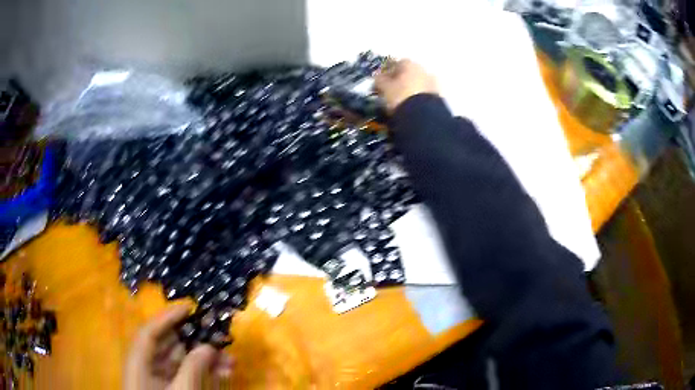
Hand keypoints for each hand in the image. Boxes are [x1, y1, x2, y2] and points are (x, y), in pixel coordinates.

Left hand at [124, 305, 233, 389]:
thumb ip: (193, 369)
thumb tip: (208, 346)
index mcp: (138, 361)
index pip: (150, 331)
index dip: (168, 317)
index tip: (189, 307)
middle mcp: (145, 365)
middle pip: (168, 344)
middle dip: (195, 340)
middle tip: (218, 335)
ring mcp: (157, 377)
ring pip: (180, 360)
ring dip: (204, 358)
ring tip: (230, 360)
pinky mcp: (168, 387)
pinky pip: (185, 374)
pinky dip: (202, 372)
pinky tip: (223, 373)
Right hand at [375, 59, 438, 112]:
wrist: (423, 116)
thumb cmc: (400, 96)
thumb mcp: (385, 88)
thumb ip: (380, 81)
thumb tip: (378, 78)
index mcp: (410, 64)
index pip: (396, 63)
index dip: (388, 72)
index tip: (381, 81)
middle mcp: (424, 70)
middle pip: (409, 73)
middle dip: (401, 80)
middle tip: (391, 91)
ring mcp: (434, 83)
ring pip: (418, 84)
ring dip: (411, 89)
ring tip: (401, 101)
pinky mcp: (439, 97)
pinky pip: (424, 95)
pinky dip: (418, 98)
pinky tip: (411, 107)